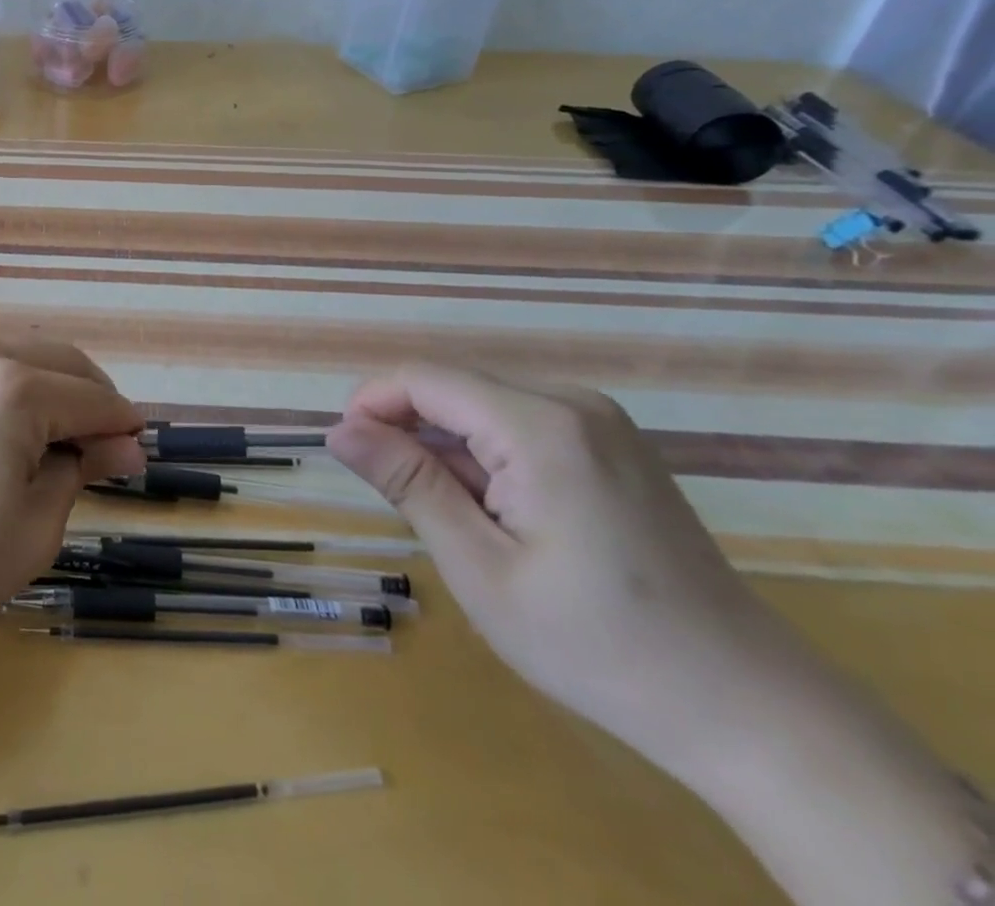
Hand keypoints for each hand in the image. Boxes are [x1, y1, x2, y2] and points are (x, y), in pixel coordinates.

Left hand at [0, 337, 145, 662]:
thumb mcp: (34, 528)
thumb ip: (83, 469)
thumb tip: (125, 446)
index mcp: (12, 389)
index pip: (90, 397)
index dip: (121, 422)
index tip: (137, 444)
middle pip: (54, 359)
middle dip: (87, 394)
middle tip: (99, 438)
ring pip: (5, 354)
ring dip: (37, 385)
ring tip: (39, 434)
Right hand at [326, 364, 809, 779]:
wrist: (750, 710)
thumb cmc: (599, 646)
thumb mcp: (480, 568)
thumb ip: (408, 484)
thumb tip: (339, 430)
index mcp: (541, 426)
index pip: (425, 378)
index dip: (372, 403)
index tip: (346, 453)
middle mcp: (572, 403)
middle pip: (453, 387)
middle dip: (408, 429)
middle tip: (397, 502)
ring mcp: (600, 422)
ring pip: (483, 405)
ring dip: (447, 448)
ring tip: (454, 521)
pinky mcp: (612, 445)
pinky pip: (520, 424)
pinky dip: (486, 457)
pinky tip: (498, 515)